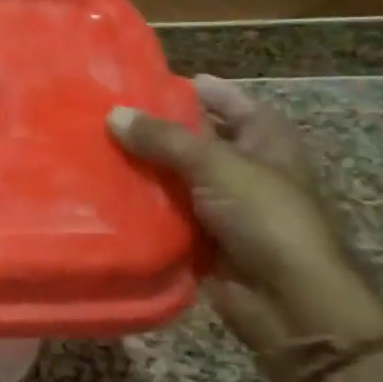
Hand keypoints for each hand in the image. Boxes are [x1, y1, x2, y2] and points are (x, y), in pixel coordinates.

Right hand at [108, 75, 382, 357]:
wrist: (289, 302)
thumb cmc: (266, 217)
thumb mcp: (217, 165)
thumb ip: (164, 139)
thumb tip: (114, 115)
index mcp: (264, 139)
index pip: (226, 101)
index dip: (192, 89)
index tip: (145, 79)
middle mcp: (245, 167)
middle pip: (195, 140)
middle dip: (156, 130)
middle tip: (105, 114)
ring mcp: (224, 205)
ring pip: (176, 178)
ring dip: (144, 169)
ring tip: (94, 148)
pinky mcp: (204, 239)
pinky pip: (168, 214)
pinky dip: (144, 207)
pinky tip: (105, 192)